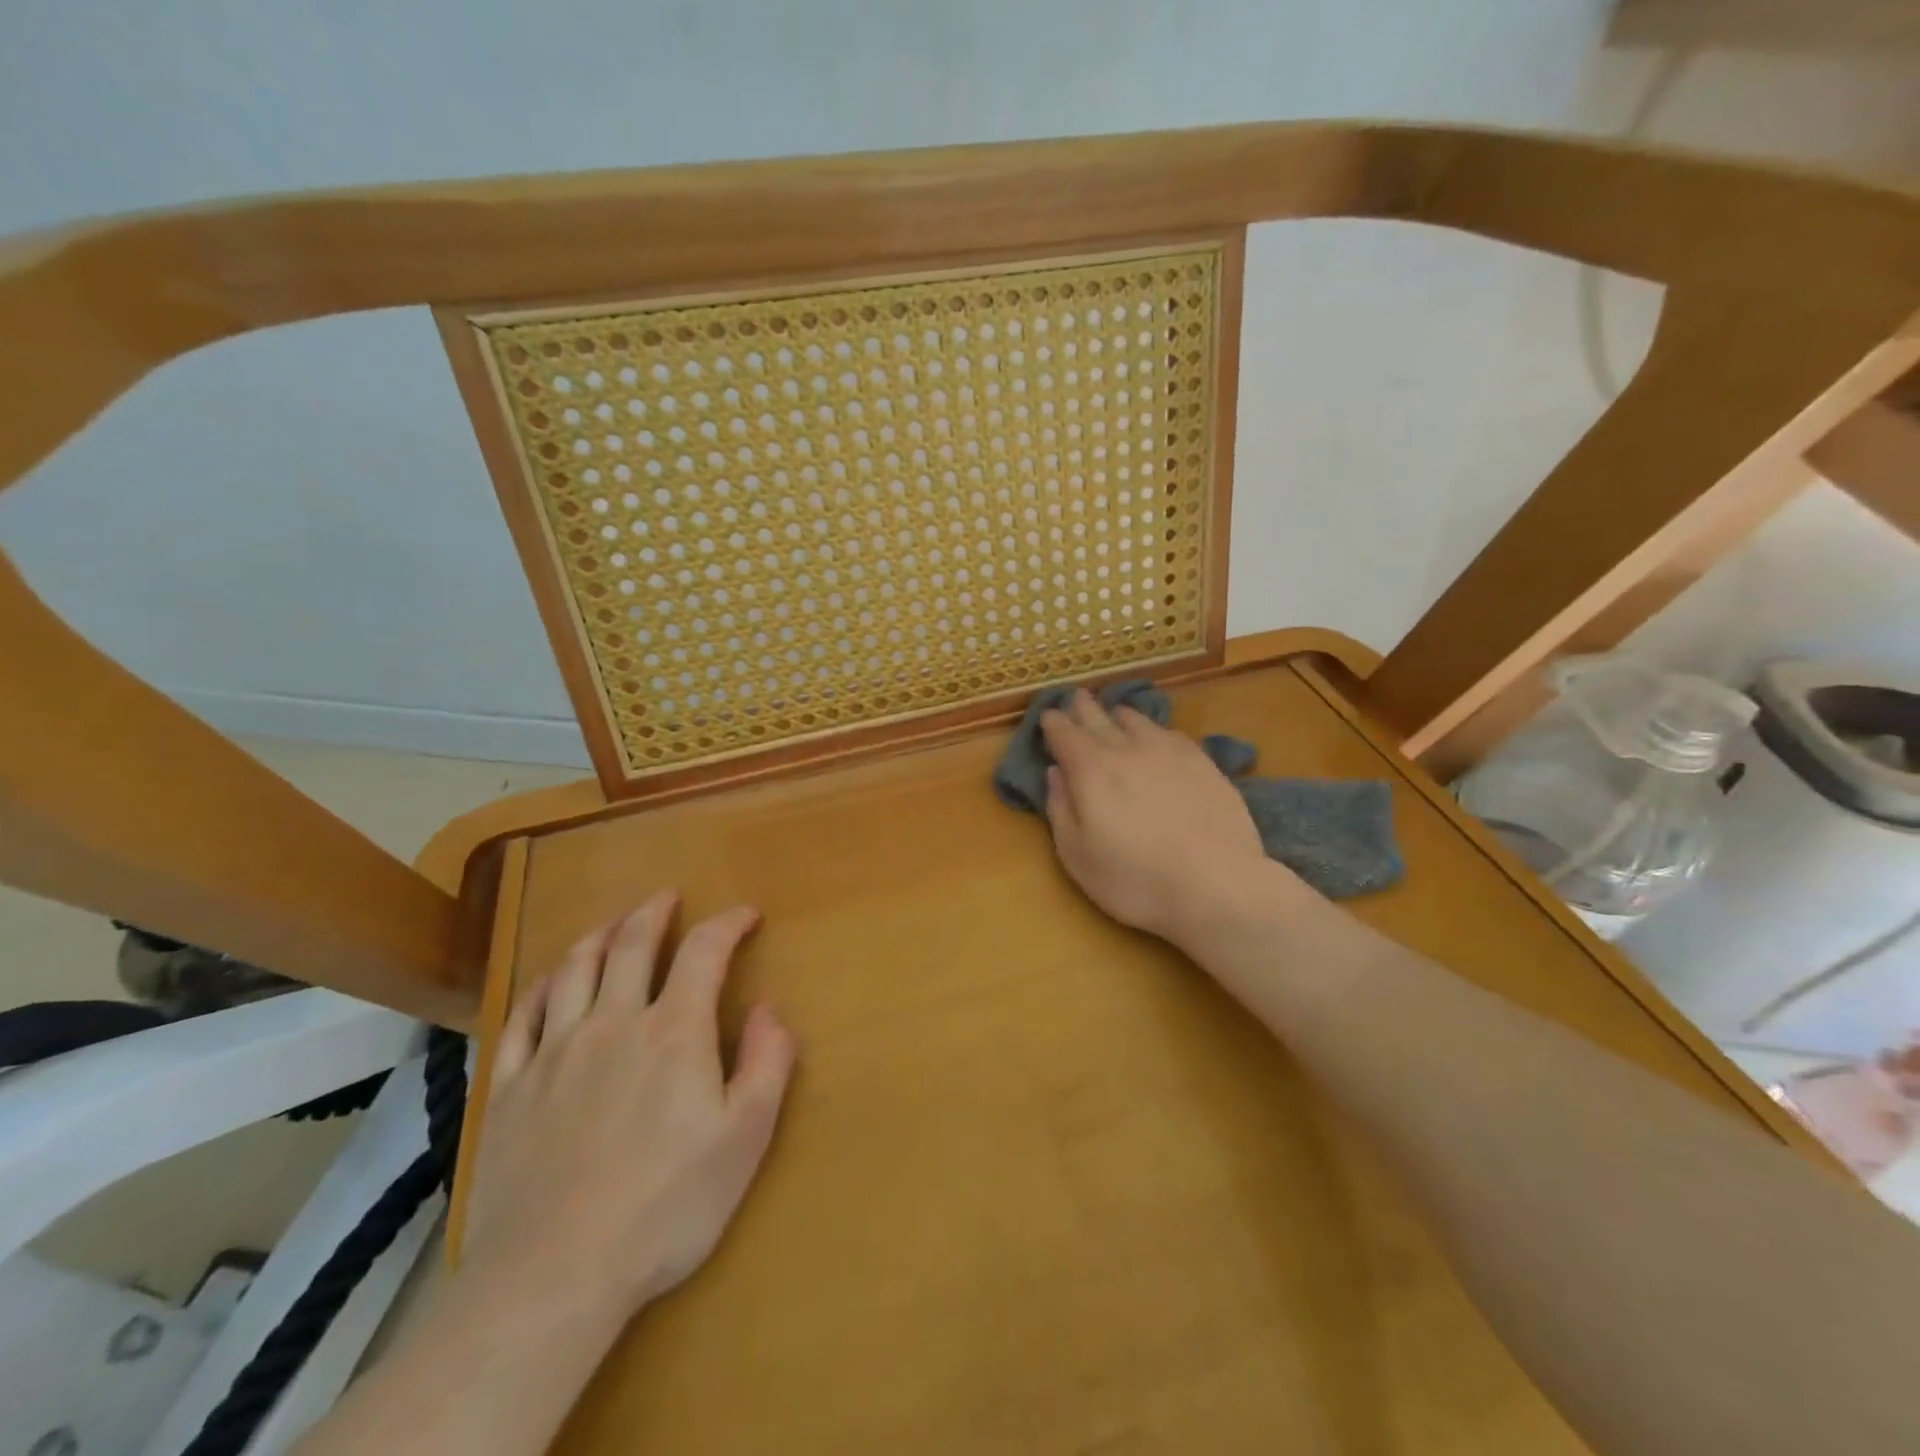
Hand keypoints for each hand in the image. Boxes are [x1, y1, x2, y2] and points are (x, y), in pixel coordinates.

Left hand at [463, 892, 796, 1320]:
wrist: (553, 1275)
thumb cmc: (666, 1205)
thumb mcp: (745, 1137)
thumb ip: (767, 1063)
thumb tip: (770, 1009)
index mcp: (673, 1030)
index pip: (704, 952)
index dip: (728, 923)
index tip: (746, 915)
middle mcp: (612, 1023)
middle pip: (631, 944)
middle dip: (653, 912)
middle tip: (667, 897)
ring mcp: (554, 1053)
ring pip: (573, 969)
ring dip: (597, 935)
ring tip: (613, 924)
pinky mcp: (508, 1089)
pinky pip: (520, 1018)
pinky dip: (539, 988)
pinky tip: (547, 981)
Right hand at [1040, 689, 1282, 952]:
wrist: (1216, 884)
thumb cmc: (1134, 879)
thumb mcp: (1077, 855)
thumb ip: (1060, 809)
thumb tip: (1054, 772)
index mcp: (1090, 769)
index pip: (1064, 734)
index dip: (1053, 723)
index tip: (1048, 717)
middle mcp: (1126, 749)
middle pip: (1099, 718)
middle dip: (1083, 707)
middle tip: (1077, 697)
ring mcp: (1168, 751)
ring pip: (1137, 720)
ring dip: (1119, 714)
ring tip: (1114, 713)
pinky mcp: (1202, 762)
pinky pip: (1170, 732)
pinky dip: (1154, 729)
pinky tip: (1157, 736)